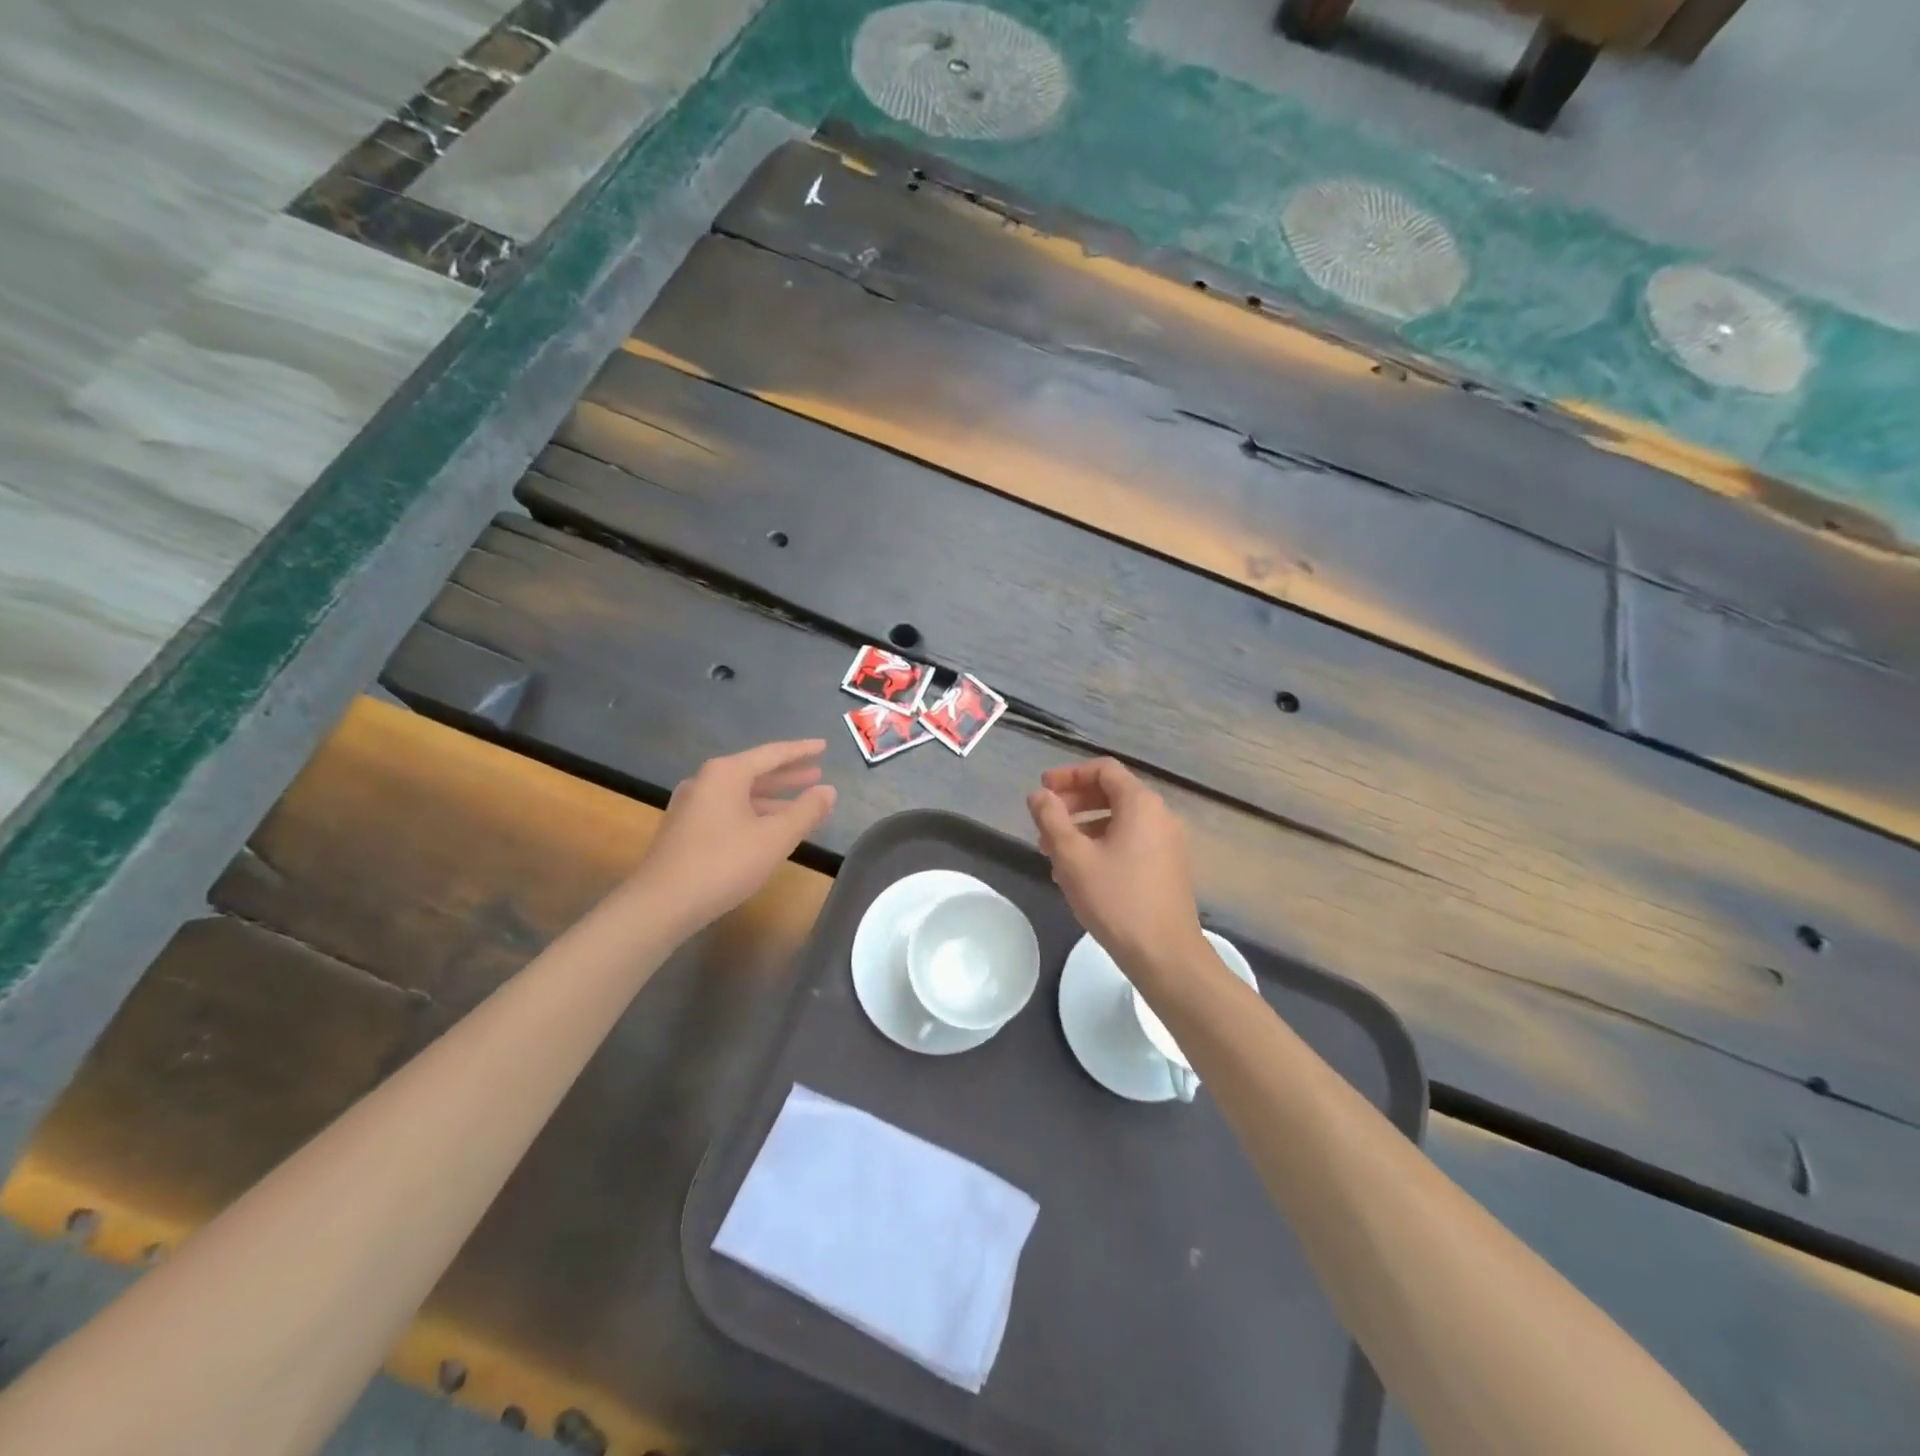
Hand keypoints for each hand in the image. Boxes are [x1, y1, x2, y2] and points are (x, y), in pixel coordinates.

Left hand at [635, 740, 836, 933]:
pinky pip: (728, 810)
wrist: (661, 904)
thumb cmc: (724, 863)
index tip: (824, 746)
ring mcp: (691, 805)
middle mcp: (705, 781)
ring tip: (800, 804)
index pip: (772, 754)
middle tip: (816, 774)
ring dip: (772, 798)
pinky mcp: (684, 829)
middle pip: (754, 771)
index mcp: (726, 773)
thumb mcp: (776, 837)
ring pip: (741, 794)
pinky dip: (753, 813)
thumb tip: (829, 791)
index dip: (801, 751)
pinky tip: (767, 829)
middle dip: (787, 775)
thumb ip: (806, 811)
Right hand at [1027, 759, 1205, 982]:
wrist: (1165, 954)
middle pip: (1111, 793)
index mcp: (1140, 804)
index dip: (1068, 775)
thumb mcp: (1072, 856)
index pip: (1103, 770)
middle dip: (1073, 804)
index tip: (1042, 791)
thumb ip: (1051, 818)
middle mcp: (1160, 815)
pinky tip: (1079, 873)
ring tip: (1053, 852)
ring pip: (1119, 821)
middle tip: (1043, 822)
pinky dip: (1102, 845)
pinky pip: (1130, 841)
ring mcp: (1167, 842)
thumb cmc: (1116, 899)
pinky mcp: (1168, 867)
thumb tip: (1038, 794)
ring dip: (1083, 828)